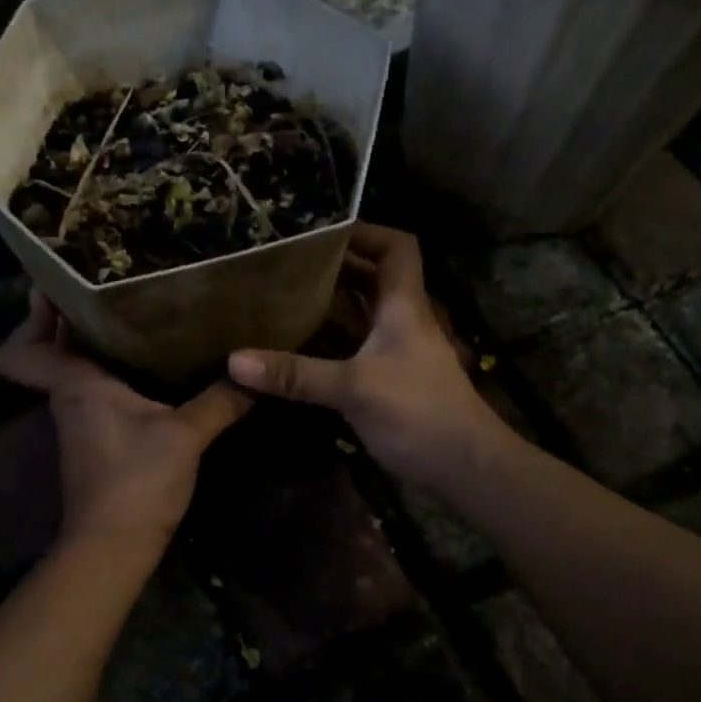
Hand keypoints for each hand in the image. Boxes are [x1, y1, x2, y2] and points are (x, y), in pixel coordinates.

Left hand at [0, 293, 252, 549]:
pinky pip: (94, 390)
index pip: (24, 349)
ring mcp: (79, 421)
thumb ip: (220, 400)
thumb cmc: (137, 480)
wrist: (114, 546)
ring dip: (92, 344)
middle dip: (69, 318)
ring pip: (74, 370)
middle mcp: (69, 397)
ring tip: (133, 311)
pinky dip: (110, 372)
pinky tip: (148, 363)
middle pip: (51, 351)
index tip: (56, 286)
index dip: (30, 319)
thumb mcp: (185, 435)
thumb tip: (254, 370)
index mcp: (77, 385)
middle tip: (107, 282)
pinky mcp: (96, 440)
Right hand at [228, 223, 505, 486]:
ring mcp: (397, 353)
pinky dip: (329, 343)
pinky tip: (297, 349)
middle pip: (372, 278)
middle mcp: (402, 322)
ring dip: (329, 305)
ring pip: (362, 315)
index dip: (365, 232)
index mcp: (403, 306)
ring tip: (283, 298)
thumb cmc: (419, 413)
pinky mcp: (390, 382)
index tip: (320, 232)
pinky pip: (354, 349)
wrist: (465, 469)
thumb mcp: (354, 388)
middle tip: (286, 265)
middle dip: (334, 267)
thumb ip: (296, 375)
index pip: (396, 247)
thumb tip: (235, 361)